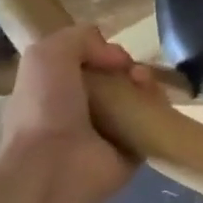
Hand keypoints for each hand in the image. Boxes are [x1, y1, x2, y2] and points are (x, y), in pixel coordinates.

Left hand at [0, 25, 156, 202]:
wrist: (54, 165)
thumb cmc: (44, 108)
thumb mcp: (46, 54)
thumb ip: (79, 37)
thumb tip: (116, 57)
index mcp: (53, 93)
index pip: (85, 65)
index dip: (101, 52)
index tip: (109, 51)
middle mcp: (80, 112)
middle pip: (115, 79)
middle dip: (127, 66)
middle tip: (130, 69)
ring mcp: (107, 133)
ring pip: (137, 98)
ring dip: (145, 82)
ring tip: (142, 81)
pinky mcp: (133, 151)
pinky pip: (152, 121)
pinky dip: (158, 106)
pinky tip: (153, 98)